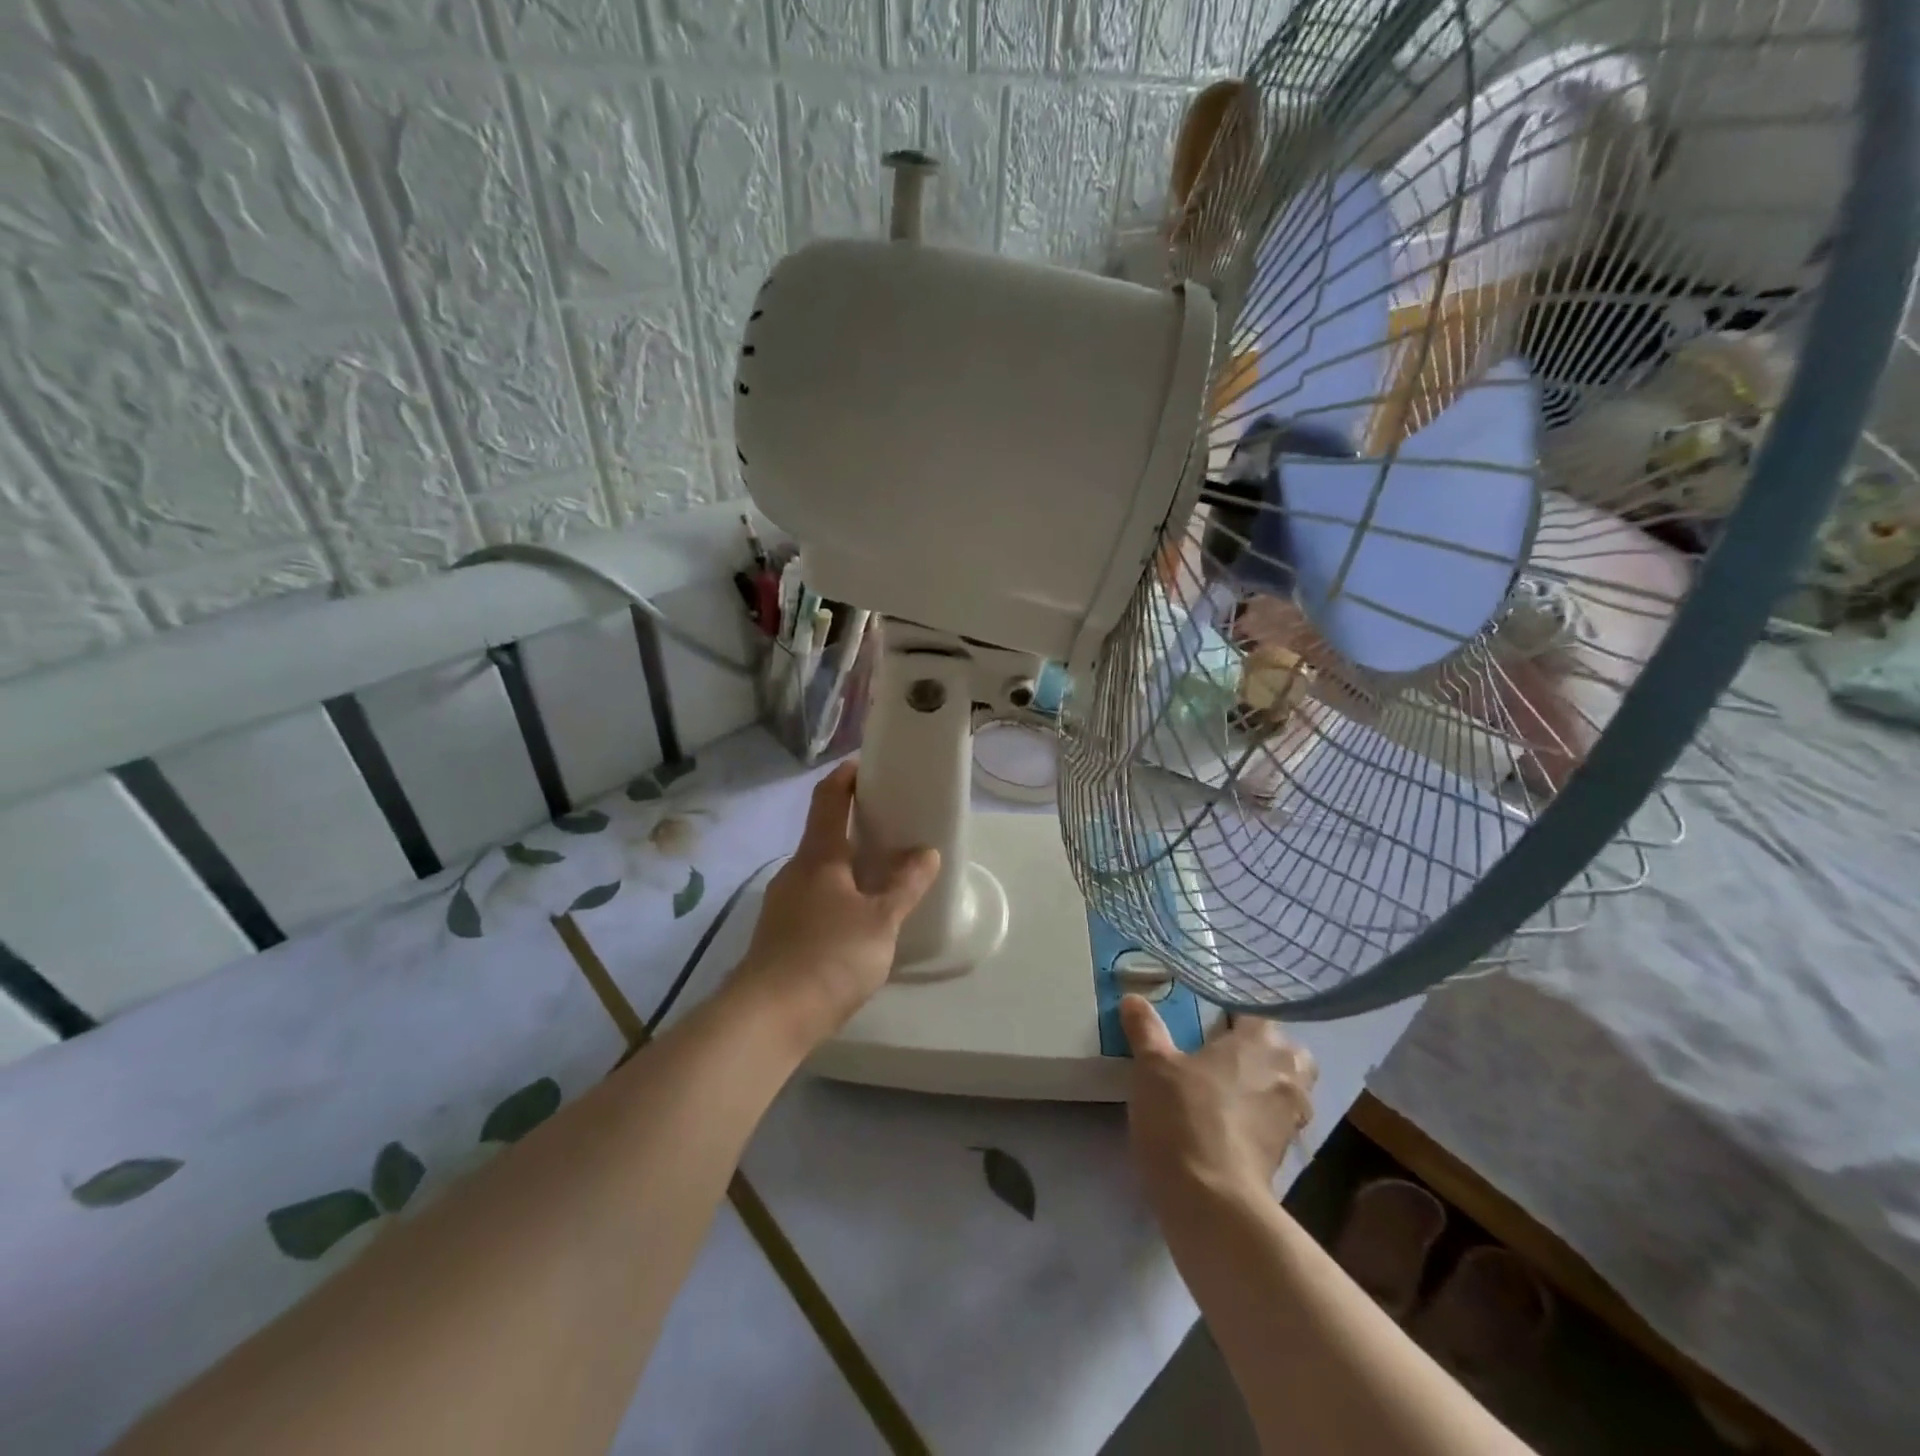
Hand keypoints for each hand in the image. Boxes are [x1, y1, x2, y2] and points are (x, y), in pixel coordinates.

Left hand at [729, 762, 940, 1050]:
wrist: (767, 1019)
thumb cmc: (828, 957)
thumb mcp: (880, 921)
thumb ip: (905, 886)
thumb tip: (926, 852)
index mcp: (818, 856)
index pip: (828, 798)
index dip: (846, 775)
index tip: (867, 764)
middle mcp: (795, 871)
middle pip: (824, 833)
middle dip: (855, 824)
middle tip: (892, 825)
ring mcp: (782, 903)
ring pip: (820, 870)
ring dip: (848, 864)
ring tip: (883, 874)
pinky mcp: (779, 934)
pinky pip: (814, 899)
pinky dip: (838, 894)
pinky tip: (859, 919)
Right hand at [1121, 996, 1316, 1206]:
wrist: (1213, 1201)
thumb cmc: (1184, 1115)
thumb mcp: (1152, 1065)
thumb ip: (1146, 1029)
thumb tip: (1133, 999)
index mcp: (1260, 1041)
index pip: (1254, 1013)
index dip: (1230, 1015)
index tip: (1204, 1023)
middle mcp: (1286, 1073)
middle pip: (1284, 1050)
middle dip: (1261, 1050)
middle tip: (1222, 1055)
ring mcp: (1292, 1116)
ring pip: (1286, 1087)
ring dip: (1263, 1085)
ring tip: (1223, 1090)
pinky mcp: (1287, 1155)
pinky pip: (1276, 1121)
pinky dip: (1258, 1119)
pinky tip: (1226, 1124)